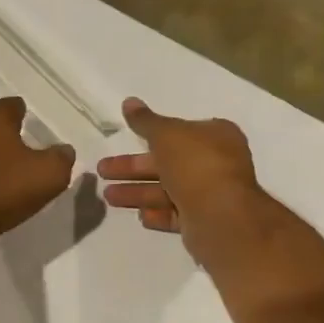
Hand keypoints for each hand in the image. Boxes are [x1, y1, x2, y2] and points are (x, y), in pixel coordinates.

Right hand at [97, 98, 261, 261]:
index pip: (180, 131)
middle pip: (167, 162)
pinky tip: (139, 215)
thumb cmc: (195, 165)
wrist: (221, 217)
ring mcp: (212, 194)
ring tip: (108, 196)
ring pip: (167, 189)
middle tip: (102, 170)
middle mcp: (217, 163)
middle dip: (133, 167)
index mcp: (216, 136)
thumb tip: (129, 102)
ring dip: (137, 191)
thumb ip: (145, 120)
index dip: (153, 134)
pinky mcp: (205, 220)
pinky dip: (156, 213)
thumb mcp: (165, 134)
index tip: (128, 139)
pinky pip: (175, 213)